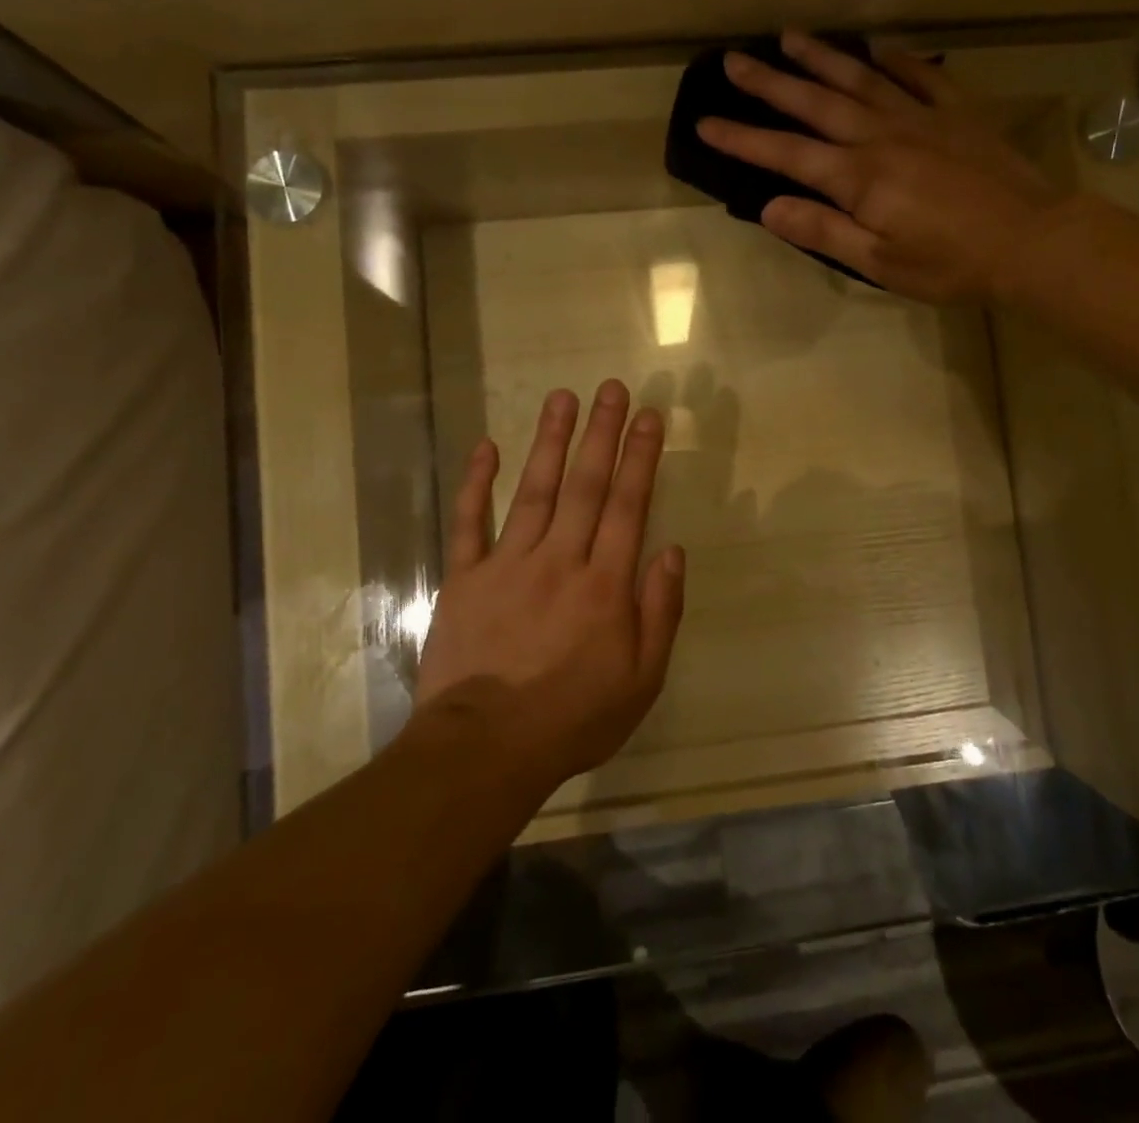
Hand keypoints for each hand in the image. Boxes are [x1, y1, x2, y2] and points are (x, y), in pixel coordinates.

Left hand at [413, 380, 684, 795]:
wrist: (485, 749)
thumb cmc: (574, 717)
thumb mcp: (642, 679)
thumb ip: (660, 611)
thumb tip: (673, 551)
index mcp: (605, 584)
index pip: (628, 506)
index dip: (640, 457)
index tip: (648, 416)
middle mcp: (560, 560)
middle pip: (586, 485)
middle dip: (601, 433)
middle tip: (611, 388)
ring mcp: (508, 564)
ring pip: (535, 491)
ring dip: (551, 441)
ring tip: (563, 398)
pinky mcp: (465, 578)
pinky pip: (470, 522)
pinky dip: (477, 483)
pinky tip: (486, 446)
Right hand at [697, 29, 1060, 303]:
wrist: (1031, 241)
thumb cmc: (951, 264)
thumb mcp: (880, 262)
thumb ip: (824, 231)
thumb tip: (770, 207)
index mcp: (859, 177)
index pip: (787, 154)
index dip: (743, 138)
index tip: (706, 122)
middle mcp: (882, 135)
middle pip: (816, 103)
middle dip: (770, 83)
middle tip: (734, 59)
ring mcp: (922, 117)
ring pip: (862, 79)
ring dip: (823, 58)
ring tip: (790, 37)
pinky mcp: (958, 113)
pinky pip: (922, 75)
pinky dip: (896, 59)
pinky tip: (878, 49)